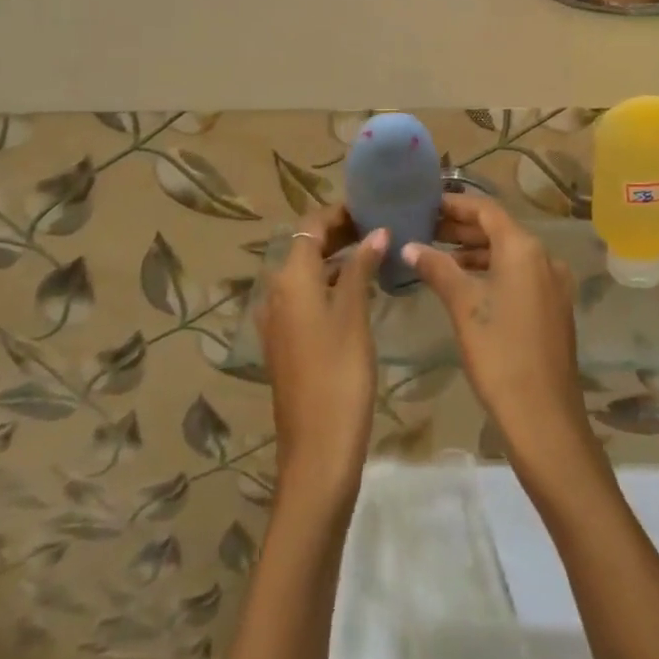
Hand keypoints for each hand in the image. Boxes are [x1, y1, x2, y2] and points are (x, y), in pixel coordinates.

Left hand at [259, 206, 382, 510]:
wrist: (317, 452)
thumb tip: (376, 231)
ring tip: (377, 252)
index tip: (372, 206)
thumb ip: (362, 267)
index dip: (339, 212)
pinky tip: (361, 291)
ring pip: (307, 273)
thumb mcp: (354, 315)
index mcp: (290, 279)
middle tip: (381, 227)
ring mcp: (279, 321)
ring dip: (337, 258)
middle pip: (305, 247)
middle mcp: (277, 293)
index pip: (310, 226)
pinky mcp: (287, 343)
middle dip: (340, 232)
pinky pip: (307, 297)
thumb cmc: (339, 375)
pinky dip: (331, 284)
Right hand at [401, 196, 599, 477]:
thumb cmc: (499, 353)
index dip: (455, 204)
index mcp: (524, 248)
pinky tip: (464, 284)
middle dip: (461, 228)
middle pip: (498, 230)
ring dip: (474, 252)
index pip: (486, 210)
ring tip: (436, 255)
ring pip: (508, 254)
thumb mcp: (463, 306)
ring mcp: (552, 283)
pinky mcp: (553, 307)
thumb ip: (437, 268)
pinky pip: (518, 275)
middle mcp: (544, 257)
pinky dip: (491, 271)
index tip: (426, 203)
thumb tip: (410, 246)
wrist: (544, 415)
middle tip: (423, 228)